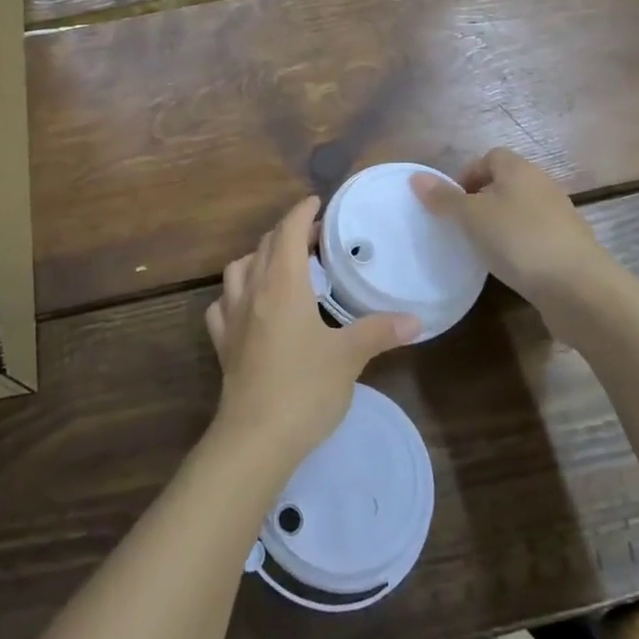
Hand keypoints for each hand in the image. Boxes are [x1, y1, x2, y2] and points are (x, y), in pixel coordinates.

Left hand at [206, 195, 418, 471]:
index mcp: (283, 284)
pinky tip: (248, 306)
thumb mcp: (349, 357)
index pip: (287, 231)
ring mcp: (232, 317)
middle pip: (264, 246)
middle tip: (313, 238)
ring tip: (280, 266)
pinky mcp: (223, 343)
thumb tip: (416, 320)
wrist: (256, 437)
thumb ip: (379, 331)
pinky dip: (235, 294)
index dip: (301, 212)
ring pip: (237, 269)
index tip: (316, 202)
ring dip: (257, 258)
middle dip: (286, 233)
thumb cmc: (305, 388)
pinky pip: (222, 304)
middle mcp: (253, 291)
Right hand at [412, 149, 618, 312]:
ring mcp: (560, 215)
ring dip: (501, 224)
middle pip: (505, 182)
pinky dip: (520, 245)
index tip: (453, 203)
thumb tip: (416, 177)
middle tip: (463, 226)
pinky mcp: (569, 244)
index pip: (489, 157)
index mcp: (519, 169)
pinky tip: (511, 266)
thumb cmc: (518, 240)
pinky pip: (535, 235)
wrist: (578, 287)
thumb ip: (443, 198)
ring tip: (484, 249)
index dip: (467, 175)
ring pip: (520, 210)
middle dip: (482, 201)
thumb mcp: (470, 218)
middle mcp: (542, 185)